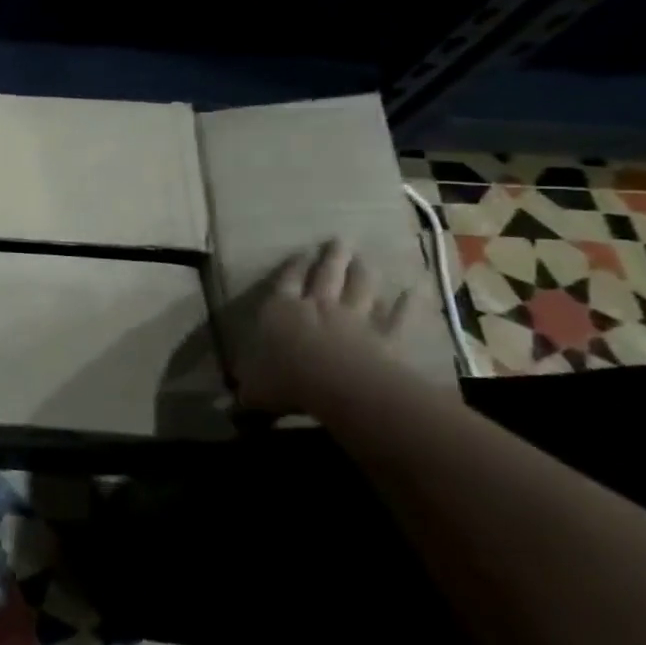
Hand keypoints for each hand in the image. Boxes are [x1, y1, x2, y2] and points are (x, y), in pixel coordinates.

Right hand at [237, 239, 426, 419]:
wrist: (338, 385)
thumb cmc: (286, 379)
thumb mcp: (255, 389)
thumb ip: (247, 390)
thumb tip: (230, 403)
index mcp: (281, 311)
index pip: (285, 283)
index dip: (292, 268)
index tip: (300, 254)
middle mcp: (317, 307)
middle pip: (325, 276)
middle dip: (330, 258)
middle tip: (338, 241)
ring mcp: (354, 319)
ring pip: (360, 289)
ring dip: (363, 273)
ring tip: (365, 259)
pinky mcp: (385, 337)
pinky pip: (398, 317)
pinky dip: (407, 304)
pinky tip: (415, 291)